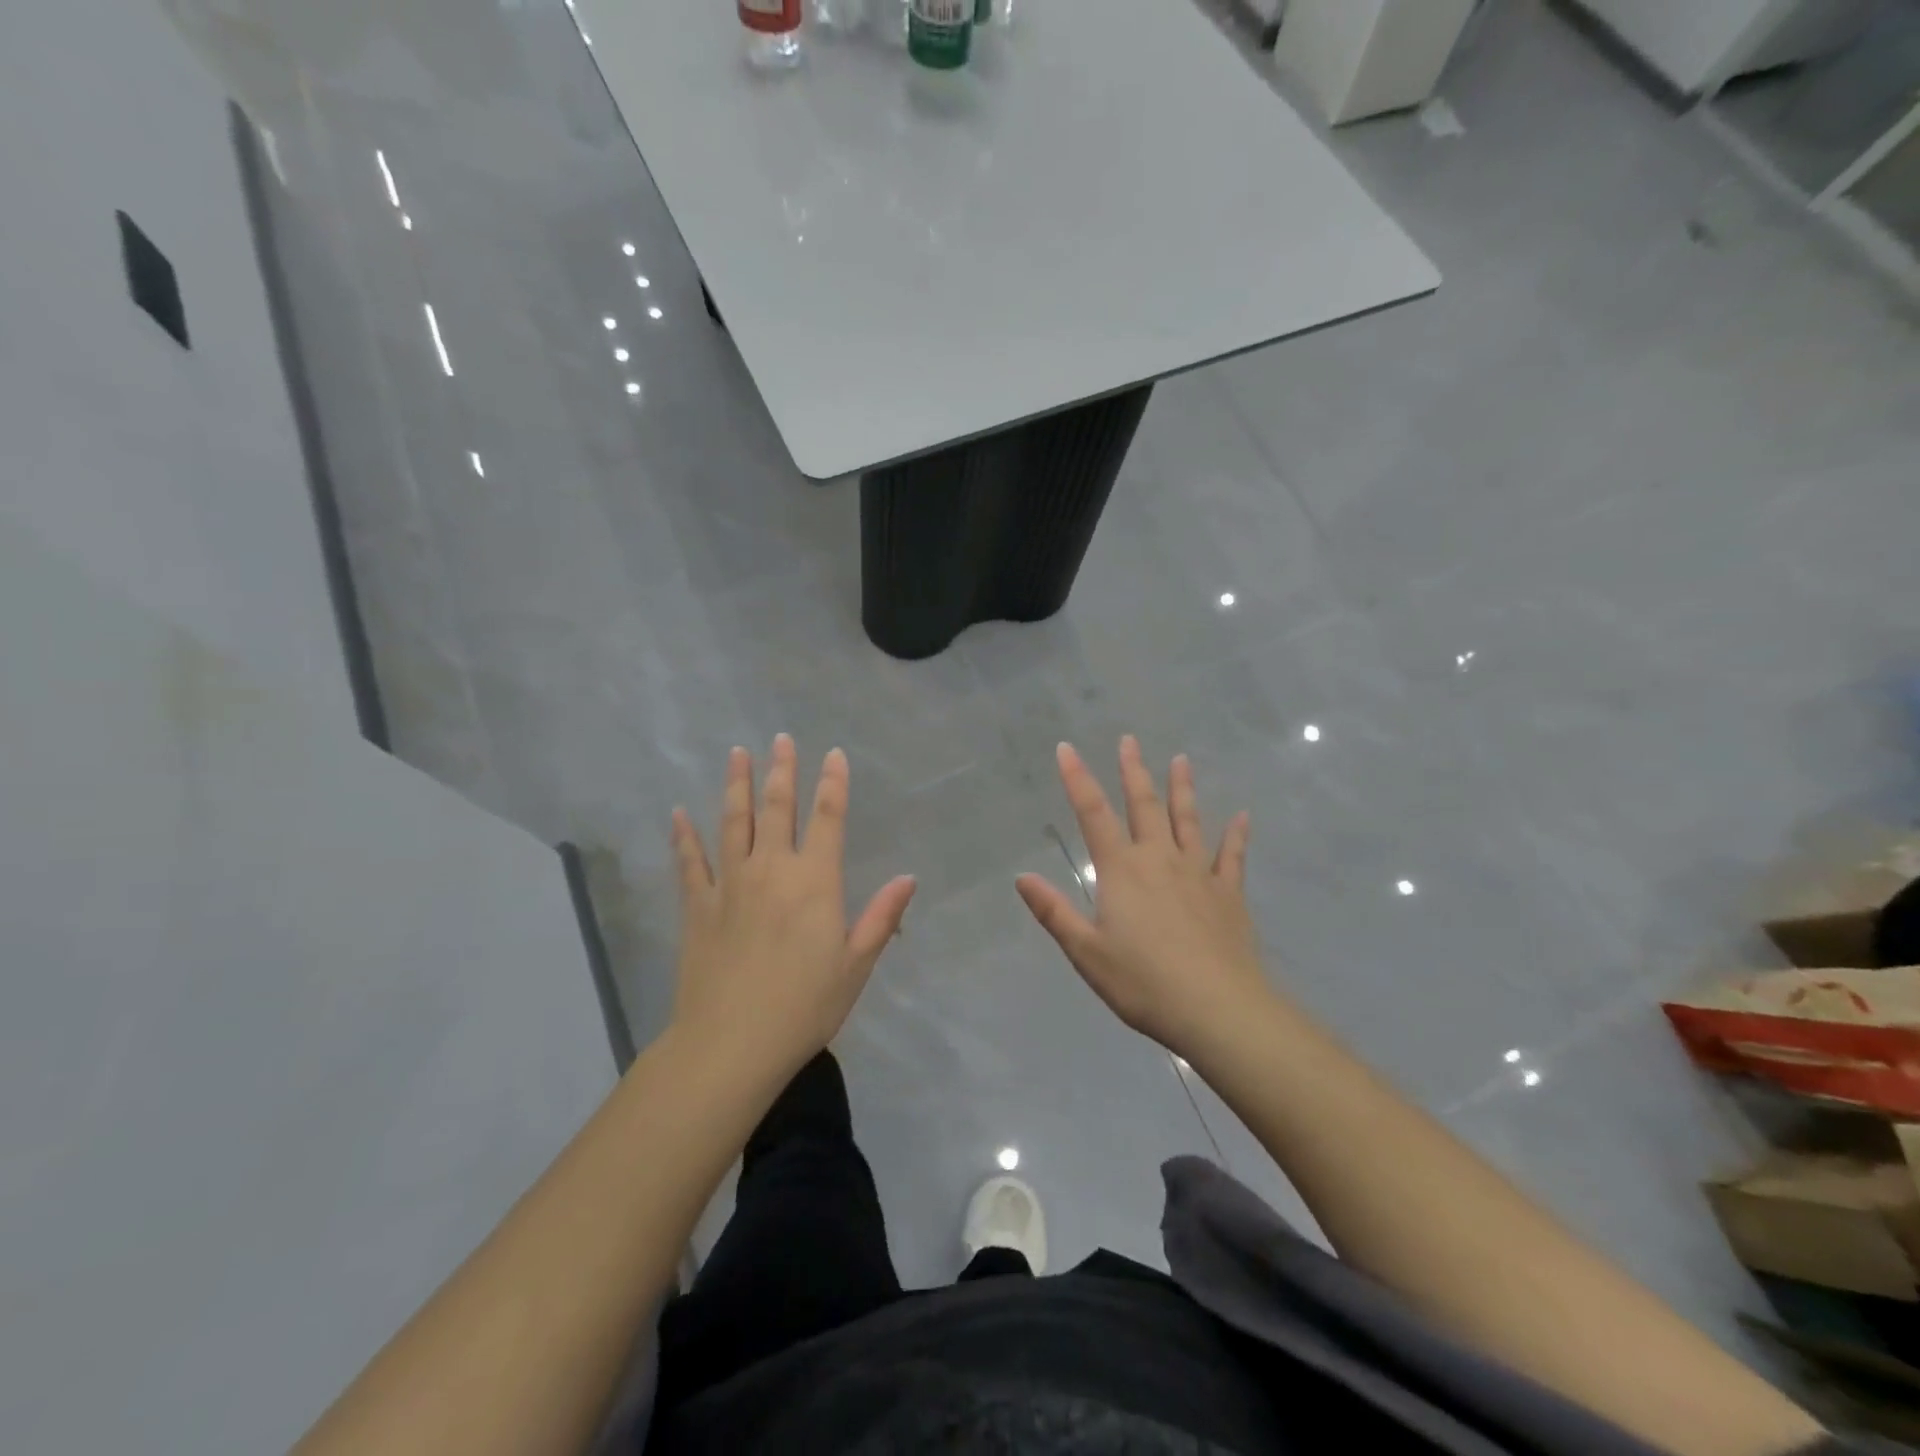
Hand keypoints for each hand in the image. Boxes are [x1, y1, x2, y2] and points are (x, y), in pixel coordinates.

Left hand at [671, 736, 915, 1079]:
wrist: (731, 1044)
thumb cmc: (804, 1007)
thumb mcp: (855, 965)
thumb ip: (882, 917)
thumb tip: (908, 878)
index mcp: (814, 882)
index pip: (828, 819)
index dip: (833, 783)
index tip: (833, 754)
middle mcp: (772, 870)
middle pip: (778, 808)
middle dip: (782, 770)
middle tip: (781, 738)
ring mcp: (730, 884)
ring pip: (733, 822)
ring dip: (736, 785)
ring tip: (737, 753)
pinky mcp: (698, 906)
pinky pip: (690, 862)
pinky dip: (684, 836)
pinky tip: (678, 813)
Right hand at [1016, 738, 1267, 1059]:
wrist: (1218, 1009)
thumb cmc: (1143, 982)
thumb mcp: (1086, 952)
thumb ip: (1054, 912)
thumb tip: (1022, 876)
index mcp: (1121, 871)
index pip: (1093, 813)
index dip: (1078, 778)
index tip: (1067, 748)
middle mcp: (1159, 860)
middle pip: (1144, 805)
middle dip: (1133, 771)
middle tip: (1130, 740)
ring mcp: (1199, 873)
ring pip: (1188, 820)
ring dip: (1182, 789)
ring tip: (1181, 760)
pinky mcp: (1229, 894)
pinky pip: (1232, 856)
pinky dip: (1236, 835)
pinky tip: (1242, 816)